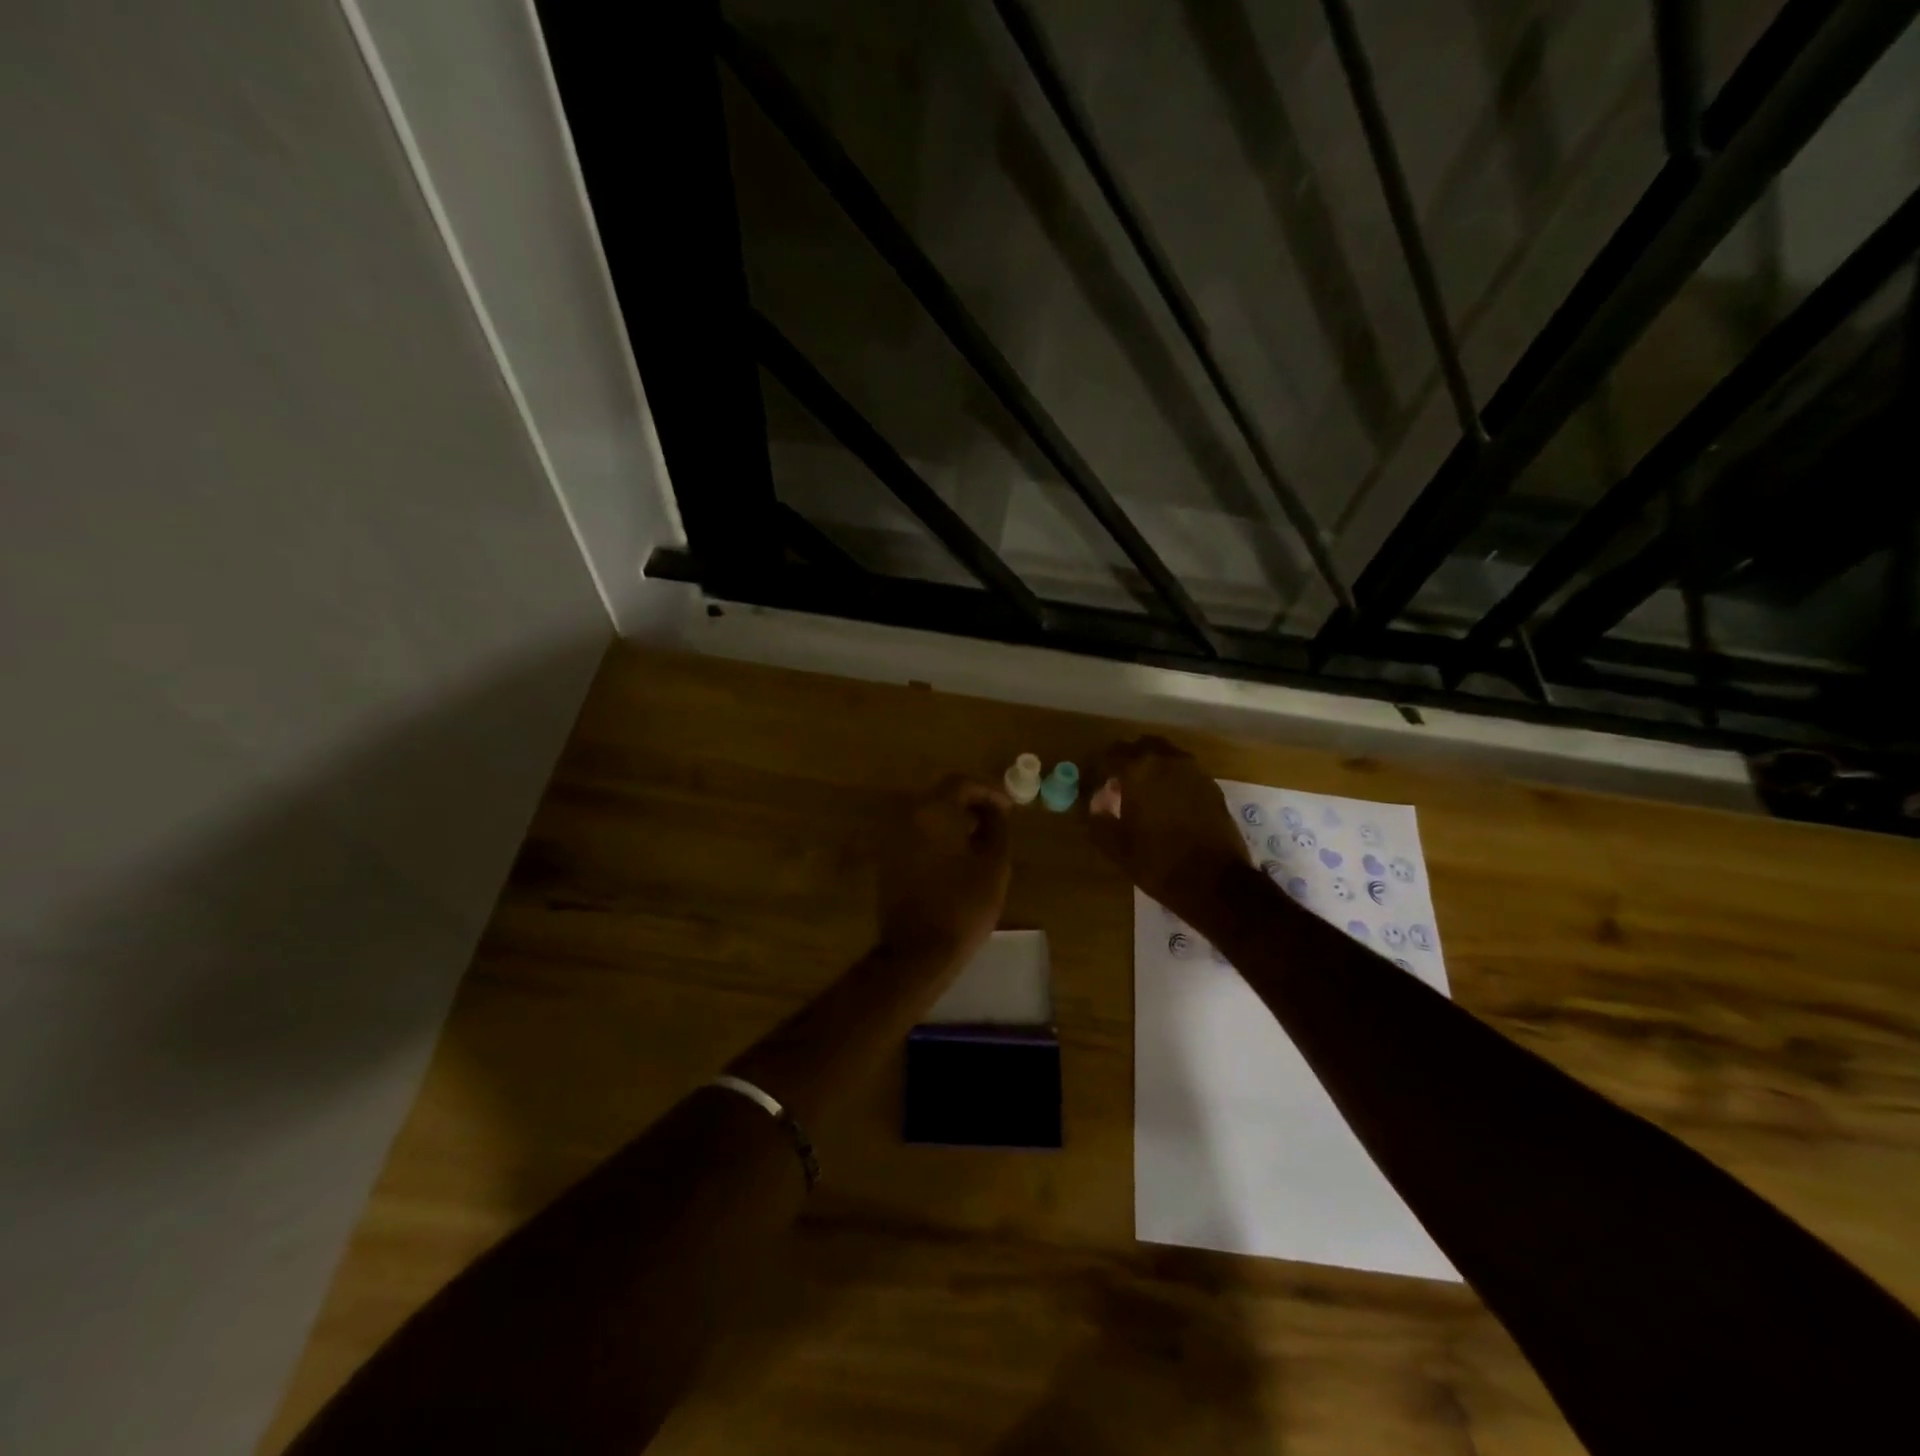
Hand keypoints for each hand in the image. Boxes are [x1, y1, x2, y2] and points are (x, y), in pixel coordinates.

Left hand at [876, 774, 1012, 967]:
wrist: (918, 952)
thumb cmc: (963, 905)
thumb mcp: (994, 864)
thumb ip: (997, 827)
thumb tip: (994, 811)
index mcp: (932, 811)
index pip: (961, 783)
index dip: (989, 790)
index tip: (1009, 807)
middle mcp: (906, 817)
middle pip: (941, 796)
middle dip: (971, 803)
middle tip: (997, 819)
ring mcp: (892, 840)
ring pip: (927, 816)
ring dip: (954, 821)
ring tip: (981, 840)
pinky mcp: (888, 862)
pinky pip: (917, 836)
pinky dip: (938, 837)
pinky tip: (958, 857)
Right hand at [1088, 737, 1249, 922]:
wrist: (1216, 882)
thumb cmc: (1158, 863)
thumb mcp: (1117, 847)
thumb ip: (1100, 820)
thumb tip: (1096, 804)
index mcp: (1139, 770)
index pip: (1109, 755)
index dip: (1096, 768)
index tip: (1090, 784)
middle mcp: (1167, 761)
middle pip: (1141, 746)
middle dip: (1125, 760)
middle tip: (1115, 783)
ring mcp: (1194, 772)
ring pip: (1166, 756)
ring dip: (1150, 767)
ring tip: (1141, 792)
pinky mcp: (1212, 787)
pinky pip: (1184, 772)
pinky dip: (1171, 779)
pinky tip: (1166, 803)